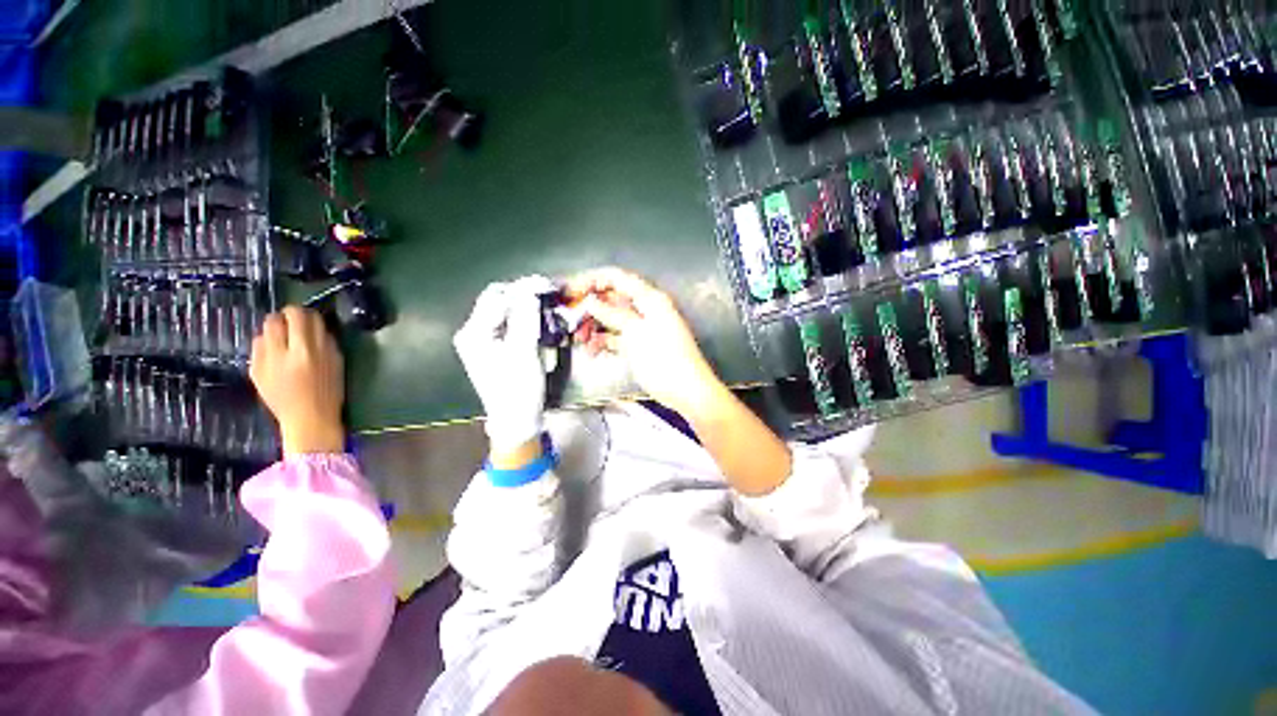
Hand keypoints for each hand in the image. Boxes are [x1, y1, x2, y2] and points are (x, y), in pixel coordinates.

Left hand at [250, 307, 345, 455]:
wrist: (307, 420)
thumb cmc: (329, 391)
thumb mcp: (336, 362)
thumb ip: (325, 341)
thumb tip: (316, 324)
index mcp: (307, 350)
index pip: (298, 315)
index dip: (304, 313)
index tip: (310, 319)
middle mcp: (281, 352)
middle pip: (275, 319)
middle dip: (285, 320)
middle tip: (295, 329)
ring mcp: (263, 361)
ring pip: (263, 332)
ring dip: (275, 334)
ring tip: (285, 345)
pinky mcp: (253, 370)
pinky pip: (257, 348)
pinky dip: (267, 348)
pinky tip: (277, 359)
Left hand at [454, 276, 555, 458]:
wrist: (516, 421)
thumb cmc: (519, 389)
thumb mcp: (524, 351)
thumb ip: (526, 316)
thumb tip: (531, 287)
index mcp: (474, 332)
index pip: (498, 297)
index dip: (524, 287)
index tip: (549, 286)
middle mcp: (473, 333)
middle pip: (498, 301)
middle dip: (524, 295)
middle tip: (550, 295)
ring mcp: (482, 341)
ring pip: (505, 312)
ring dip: (526, 307)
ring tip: (548, 307)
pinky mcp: (494, 349)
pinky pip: (509, 325)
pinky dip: (525, 320)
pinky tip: (539, 322)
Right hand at [565, 268, 724, 416]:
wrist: (687, 391)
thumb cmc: (664, 359)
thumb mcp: (635, 333)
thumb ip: (612, 314)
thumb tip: (591, 301)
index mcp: (649, 299)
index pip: (616, 278)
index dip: (591, 280)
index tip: (570, 291)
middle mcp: (646, 309)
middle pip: (612, 299)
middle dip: (590, 307)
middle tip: (569, 319)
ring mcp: (643, 327)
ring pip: (613, 319)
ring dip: (594, 326)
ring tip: (579, 339)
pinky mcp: (641, 345)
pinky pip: (618, 336)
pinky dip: (605, 340)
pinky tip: (593, 349)